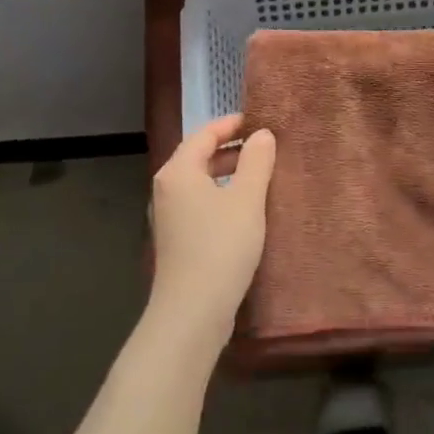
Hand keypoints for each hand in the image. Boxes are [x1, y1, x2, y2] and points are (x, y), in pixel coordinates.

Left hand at [149, 114, 276, 344]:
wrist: (192, 311)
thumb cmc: (220, 247)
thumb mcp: (247, 200)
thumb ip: (256, 162)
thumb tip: (262, 135)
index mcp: (178, 171)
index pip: (204, 133)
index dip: (232, 124)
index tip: (261, 121)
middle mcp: (167, 188)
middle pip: (199, 156)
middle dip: (232, 148)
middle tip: (266, 146)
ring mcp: (169, 215)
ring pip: (201, 182)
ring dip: (229, 174)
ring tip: (261, 175)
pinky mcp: (177, 239)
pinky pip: (200, 203)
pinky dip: (222, 196)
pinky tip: (245, 209)